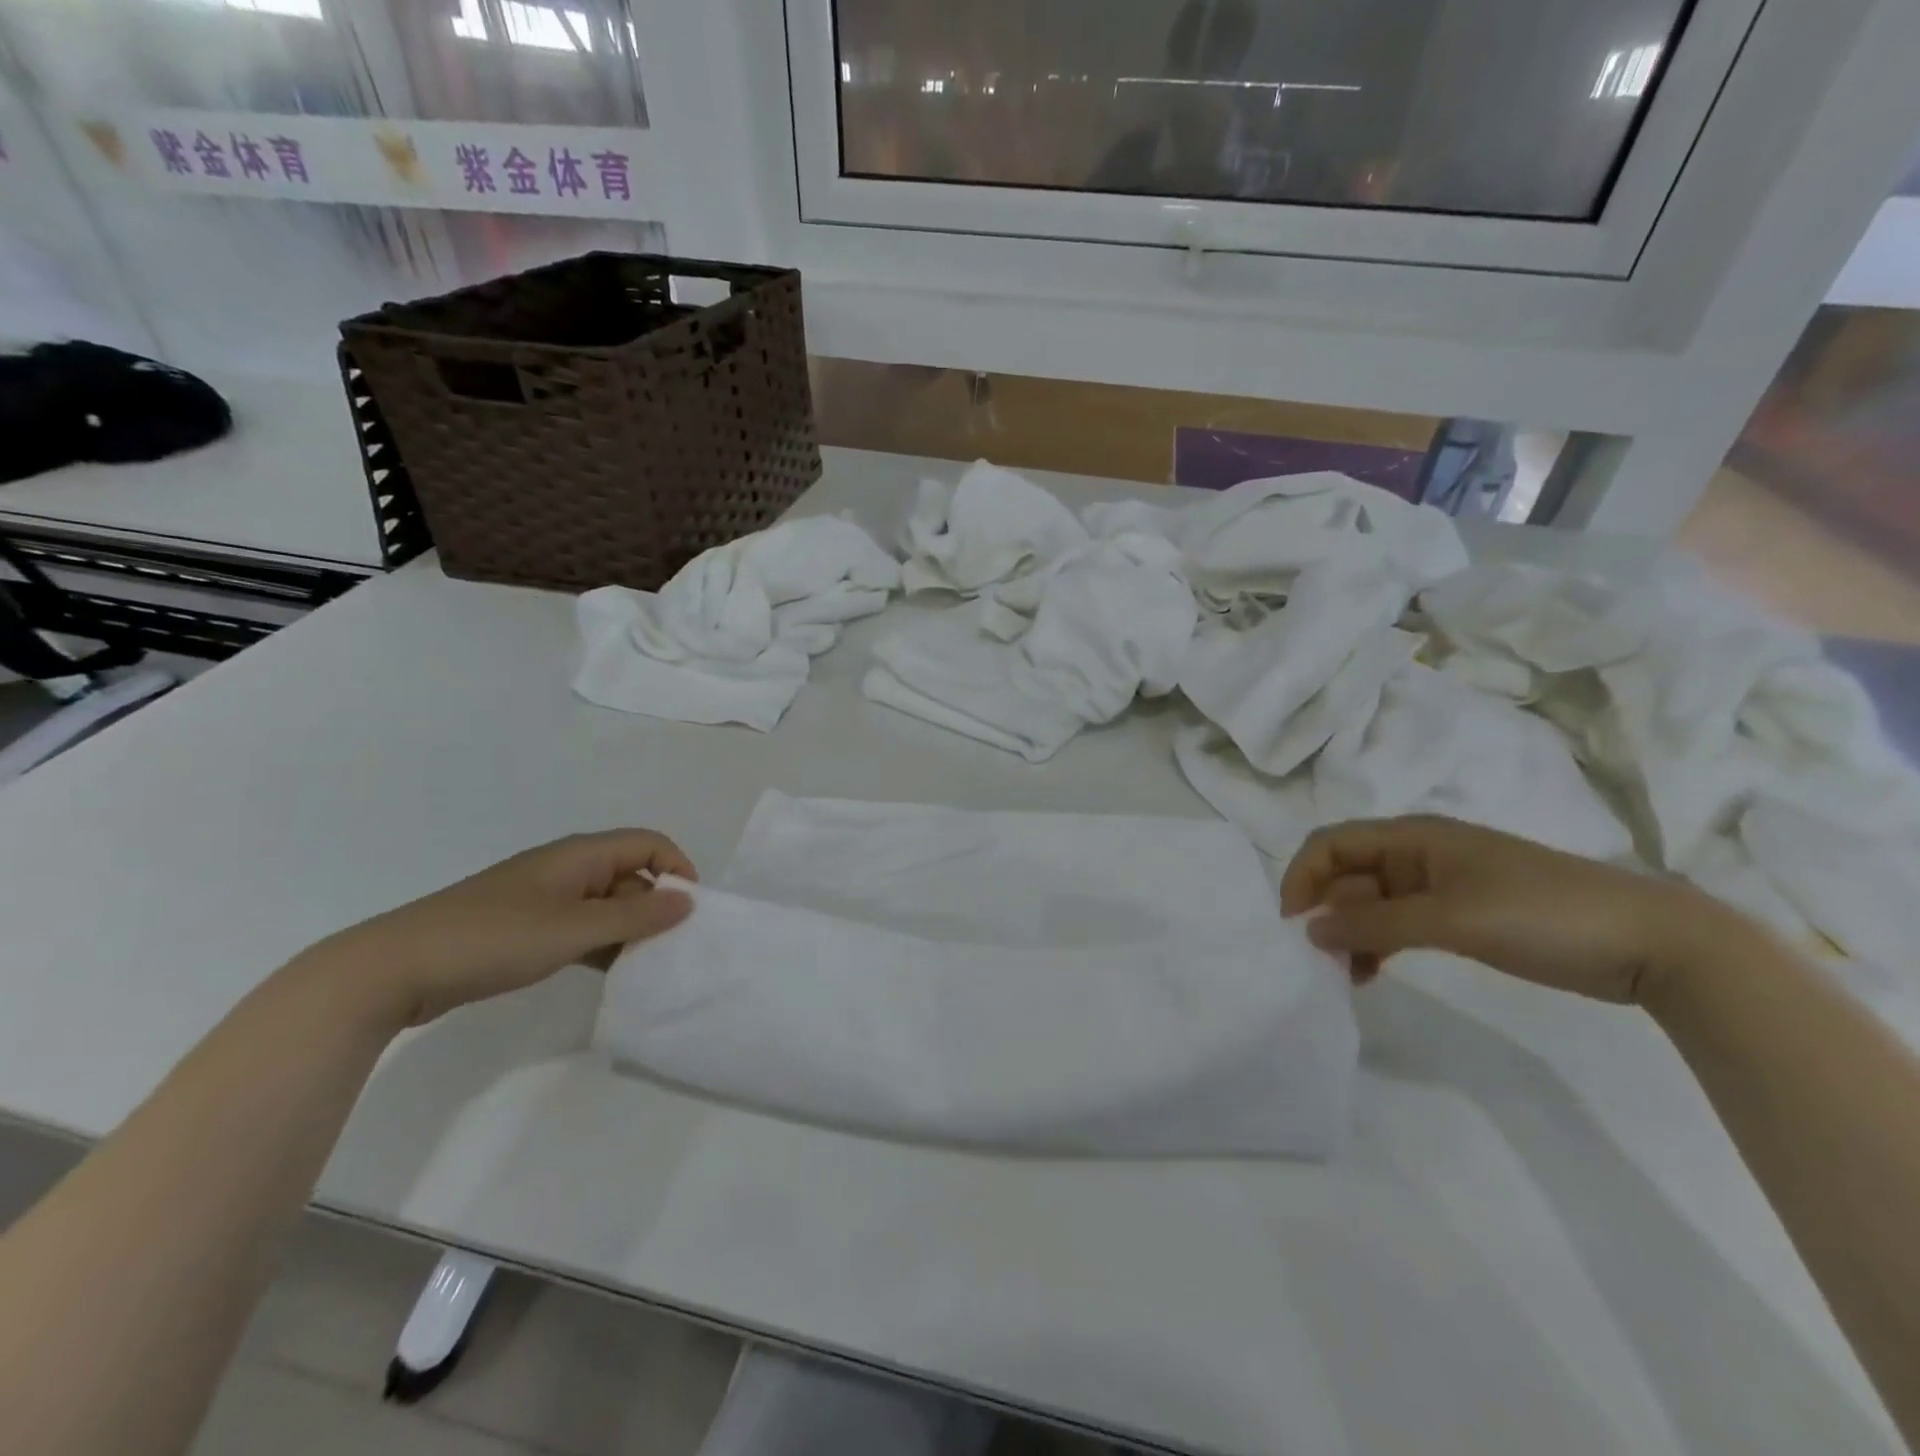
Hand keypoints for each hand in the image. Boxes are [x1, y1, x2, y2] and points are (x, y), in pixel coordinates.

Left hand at [306, 830, 696, 1027]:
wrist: (395, 968)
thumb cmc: (494, 937)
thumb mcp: (574, 928)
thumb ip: (636, 916)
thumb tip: (688, 900)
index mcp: (580, 855)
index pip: (648, 844)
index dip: (677, 868)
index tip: (690, 911)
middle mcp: (567, 869)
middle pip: (630, 874)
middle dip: (655, 906)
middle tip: (669, 948)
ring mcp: (543, 898)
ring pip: (606, 905)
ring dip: (629, 929)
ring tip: (644, 966)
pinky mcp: (525, 927)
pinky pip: (580, 927)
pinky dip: (601, 944)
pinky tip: (608, 973)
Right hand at [1279, 815, 1727, 1004]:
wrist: (1652, 943)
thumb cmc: (1542, 914)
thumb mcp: (1450, 918)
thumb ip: (1374, 922)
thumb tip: (1309, 929)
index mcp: (1412, 837)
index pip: (1331, 843)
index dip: (1302, 876)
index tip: (1291, 923)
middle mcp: (1417, 855)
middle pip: (1347, 874)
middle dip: (1324, 911)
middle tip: (1316, 962)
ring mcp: (1440, 886)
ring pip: (1370, 903)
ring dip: (1349, 933)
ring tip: (1343, 976)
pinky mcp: (1461, 916)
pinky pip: (1398, 924)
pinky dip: (1378, 946)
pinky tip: (1372, 975)